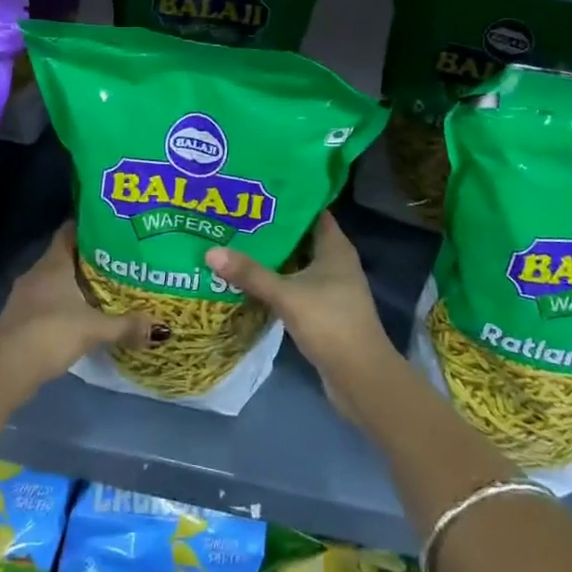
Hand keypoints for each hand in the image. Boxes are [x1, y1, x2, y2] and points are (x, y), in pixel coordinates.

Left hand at [0, 222, 155, 391]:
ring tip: (103, 288)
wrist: (7, 367)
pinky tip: (80, 315)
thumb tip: (160, 328)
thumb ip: (126, 325)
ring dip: (74, 283)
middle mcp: (36, 273)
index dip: (87, 227)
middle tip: (117, 260)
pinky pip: (46, 301)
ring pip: (54, 280)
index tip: (110, 228)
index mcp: (53, 263)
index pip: (69, 232)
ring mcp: (25, 296)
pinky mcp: (21, 318)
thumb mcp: (94, 328)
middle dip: (87, 258)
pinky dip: (63, 304)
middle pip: (63, 256)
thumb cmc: (51, 332)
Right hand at [207, 212, 396, 403]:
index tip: (256, 192)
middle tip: (236, 217)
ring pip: (297, 263)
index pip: (312, 212)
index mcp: (335, 248)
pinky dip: (276, 281)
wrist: (361, 379)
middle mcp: (336, 263)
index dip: (288, 200)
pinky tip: (249, 280)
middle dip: (272, 229)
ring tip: (236, 243)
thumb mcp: (287, 295)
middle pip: (300, 237)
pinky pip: (295, 286)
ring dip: (272, 257)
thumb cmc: (331, 324)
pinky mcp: (323, 311)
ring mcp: (331, 288)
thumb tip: (210, 251)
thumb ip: (250, 274)